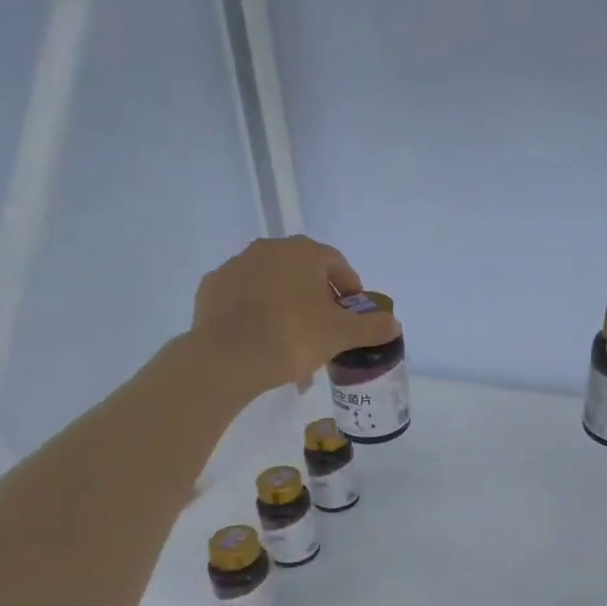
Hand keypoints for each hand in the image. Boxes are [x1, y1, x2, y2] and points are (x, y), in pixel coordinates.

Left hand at [190, 237, 400, 397]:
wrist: (226, 357)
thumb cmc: (292, 337)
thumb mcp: (340, 335)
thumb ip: (371, 327)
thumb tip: (394, 323)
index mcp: (303, 252)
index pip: (337, 264)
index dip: (350, 290)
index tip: (353, 316)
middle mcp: (268, 248)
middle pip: (303, 272)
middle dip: (317, 299)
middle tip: (324, 330)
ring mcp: (236, 265)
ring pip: (272, 285)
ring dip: (286, 306)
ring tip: (292, 342)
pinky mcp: (212, 287)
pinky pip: (244, 297)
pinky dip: (256, 312)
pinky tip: (261, 340)